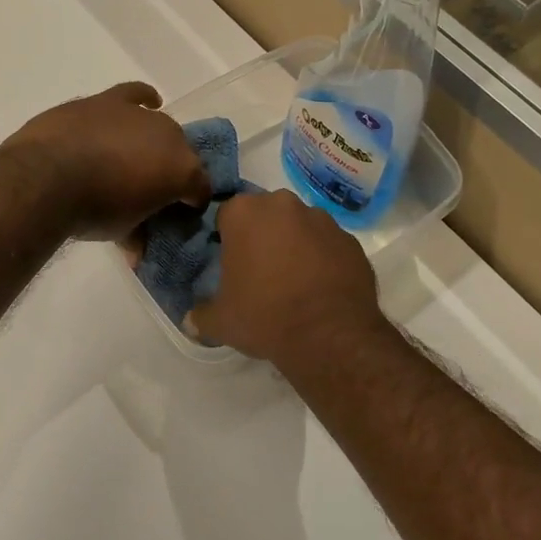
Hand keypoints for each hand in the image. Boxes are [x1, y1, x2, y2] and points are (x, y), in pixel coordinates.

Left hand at [1, 82, 210, 240]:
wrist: (48, 176)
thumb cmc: (92, 210)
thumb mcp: (122, 233)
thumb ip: (137, 236)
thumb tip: (137, 250)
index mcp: (182, 171)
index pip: (200, 189)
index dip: (191, 204)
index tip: (177, 216)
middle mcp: (170, 136)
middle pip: (182, 154)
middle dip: (172, 172)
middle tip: (152, 191)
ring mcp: (139, 114)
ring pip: (160, 126)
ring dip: (155, 142)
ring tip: (140, 158)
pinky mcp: (109, 101)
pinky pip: (136, 94)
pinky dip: (143, 99)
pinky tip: (147, 103)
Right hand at [189, 190, 389, 368]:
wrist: (329, 335)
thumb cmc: (264, 316)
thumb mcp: (221, 321)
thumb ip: (201, 315)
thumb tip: (190, 321)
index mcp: (245, 213)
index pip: (226, 215)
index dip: (226, 238)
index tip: (230, 262)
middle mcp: (283, 205)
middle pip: (265, 214)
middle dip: (262, 235)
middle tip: (260, 271)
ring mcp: (322, 219)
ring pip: (299, 225)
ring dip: (294, 244)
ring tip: (294, 281)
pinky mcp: (350, 240)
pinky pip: (328, 244)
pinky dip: (323, 258)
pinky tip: (320, 287)